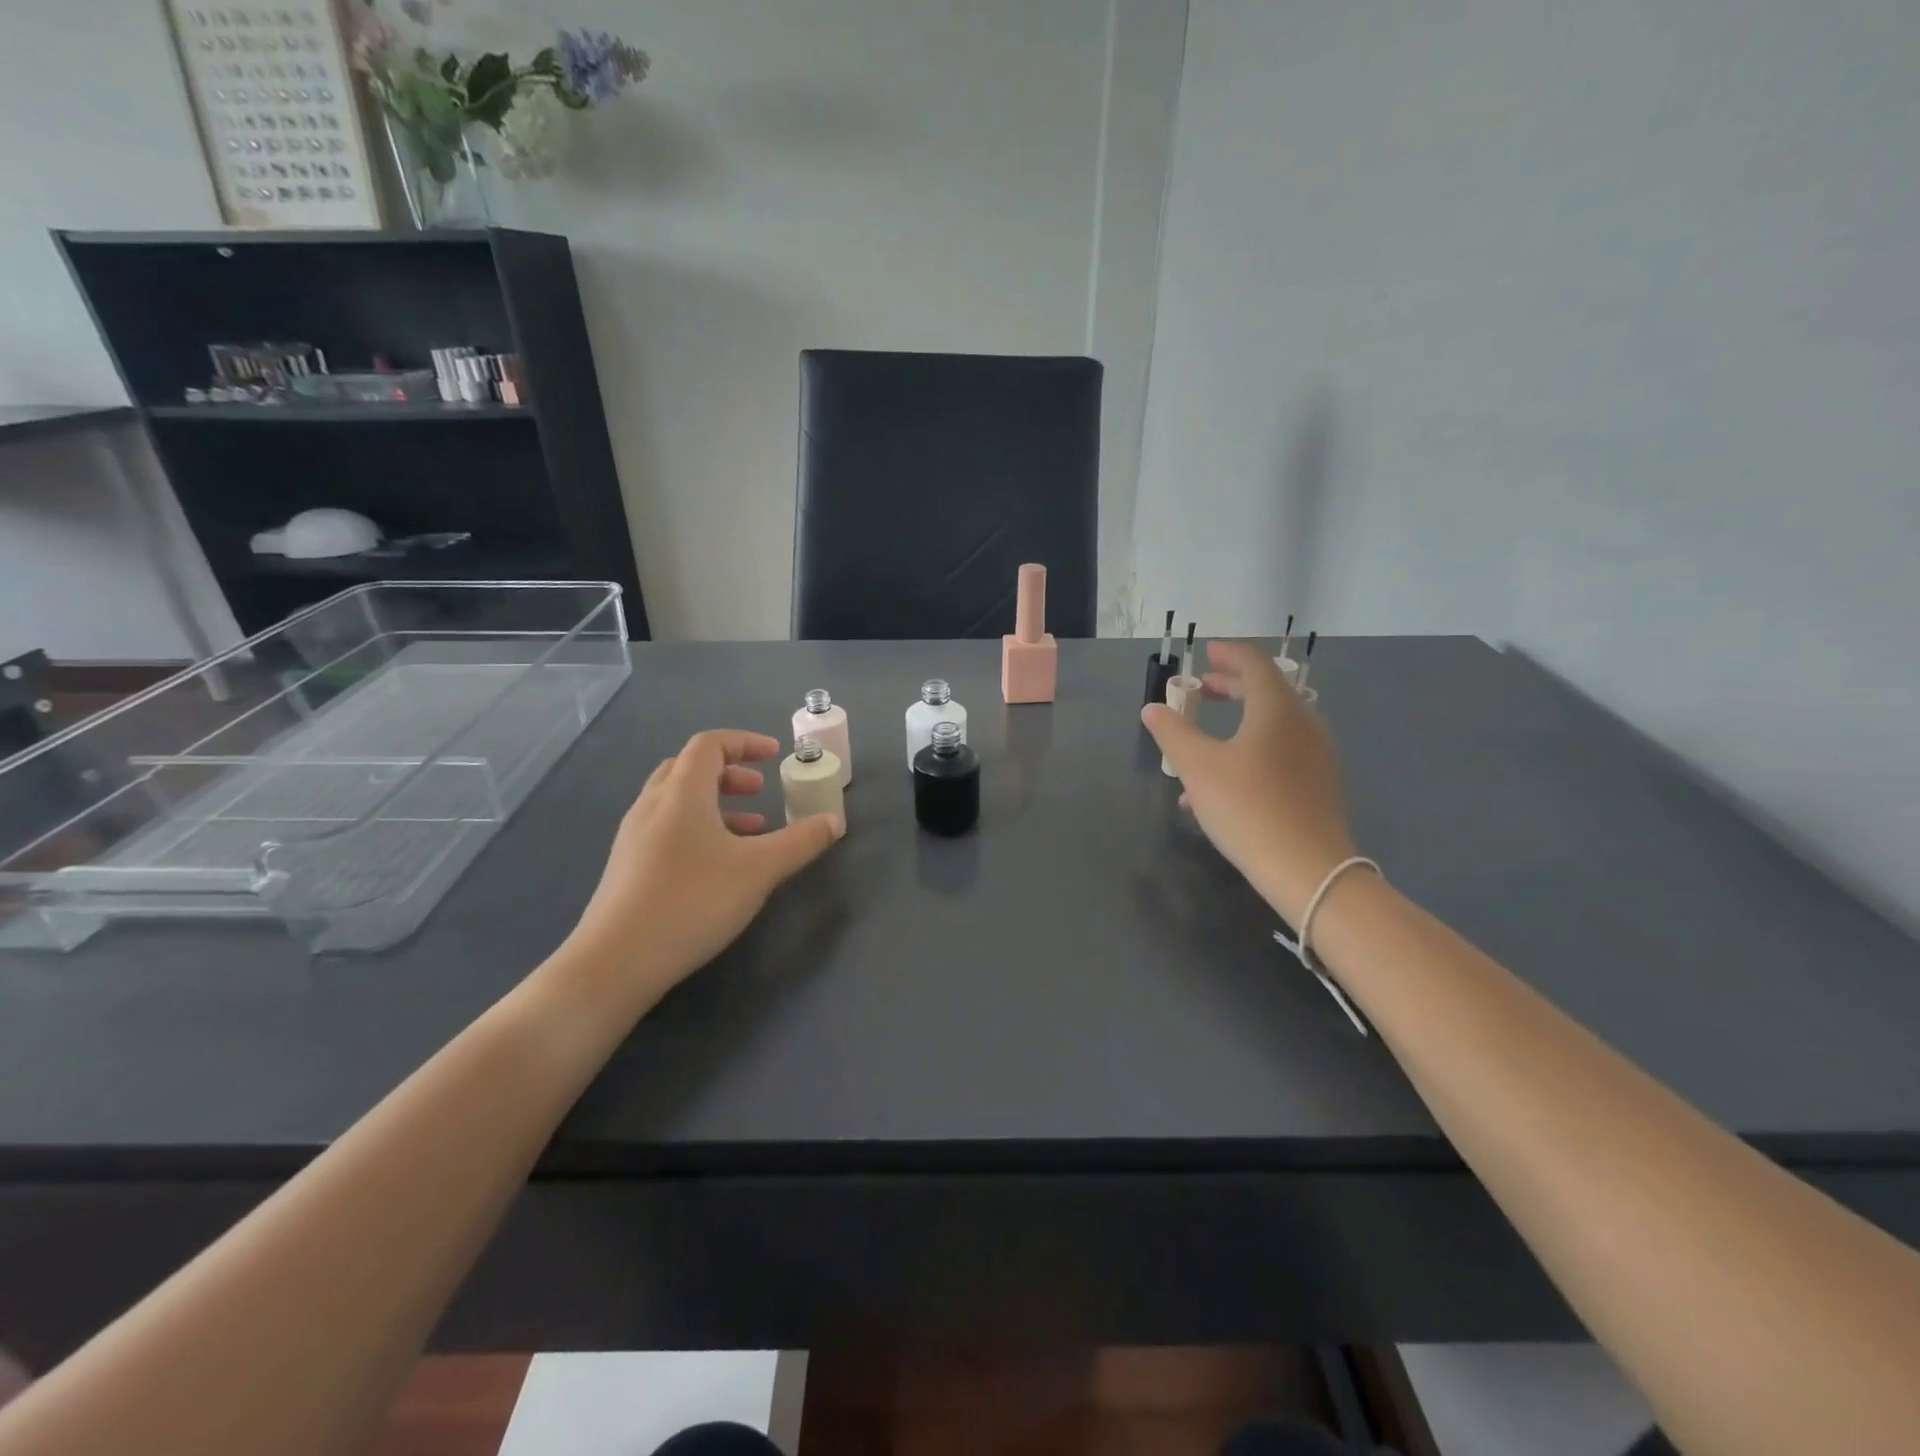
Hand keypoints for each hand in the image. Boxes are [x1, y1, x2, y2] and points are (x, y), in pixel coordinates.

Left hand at [559, 729, 842, 1009]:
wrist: (615, 962)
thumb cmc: (692, 902)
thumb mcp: (759, 870)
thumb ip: (800, 842)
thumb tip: (833, 821)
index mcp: (682, 793)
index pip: (709, 744)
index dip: (744, 742)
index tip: (774, 755)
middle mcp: (652, 805)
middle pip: (689, 768)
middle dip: (729, 772)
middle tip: (760, 790)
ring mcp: (634, 837)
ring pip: (677, 801)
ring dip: (715, 803)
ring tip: (751, 830)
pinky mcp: (627, 867)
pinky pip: (667, 828)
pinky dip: (698, 828)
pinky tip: (719, 865)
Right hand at [1141, 640, 1356, 923]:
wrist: (1308, 869)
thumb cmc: (1248, 808)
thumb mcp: (1198, 768)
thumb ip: (1173, 732)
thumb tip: (1153, 709)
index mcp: (1277, 709)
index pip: (1255, 664)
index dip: (1229, 654)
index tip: (1207, 652)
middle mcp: (1304, 724)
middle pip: (1268, 692)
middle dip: (1232, 687)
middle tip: (1203, 689)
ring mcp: (1318, 756)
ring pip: (1274, 726)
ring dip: (1240, 722)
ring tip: (1206, 739)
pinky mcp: (1320, 785)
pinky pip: (1282, 753)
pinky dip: (1253, 749)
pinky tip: (1224, 783)